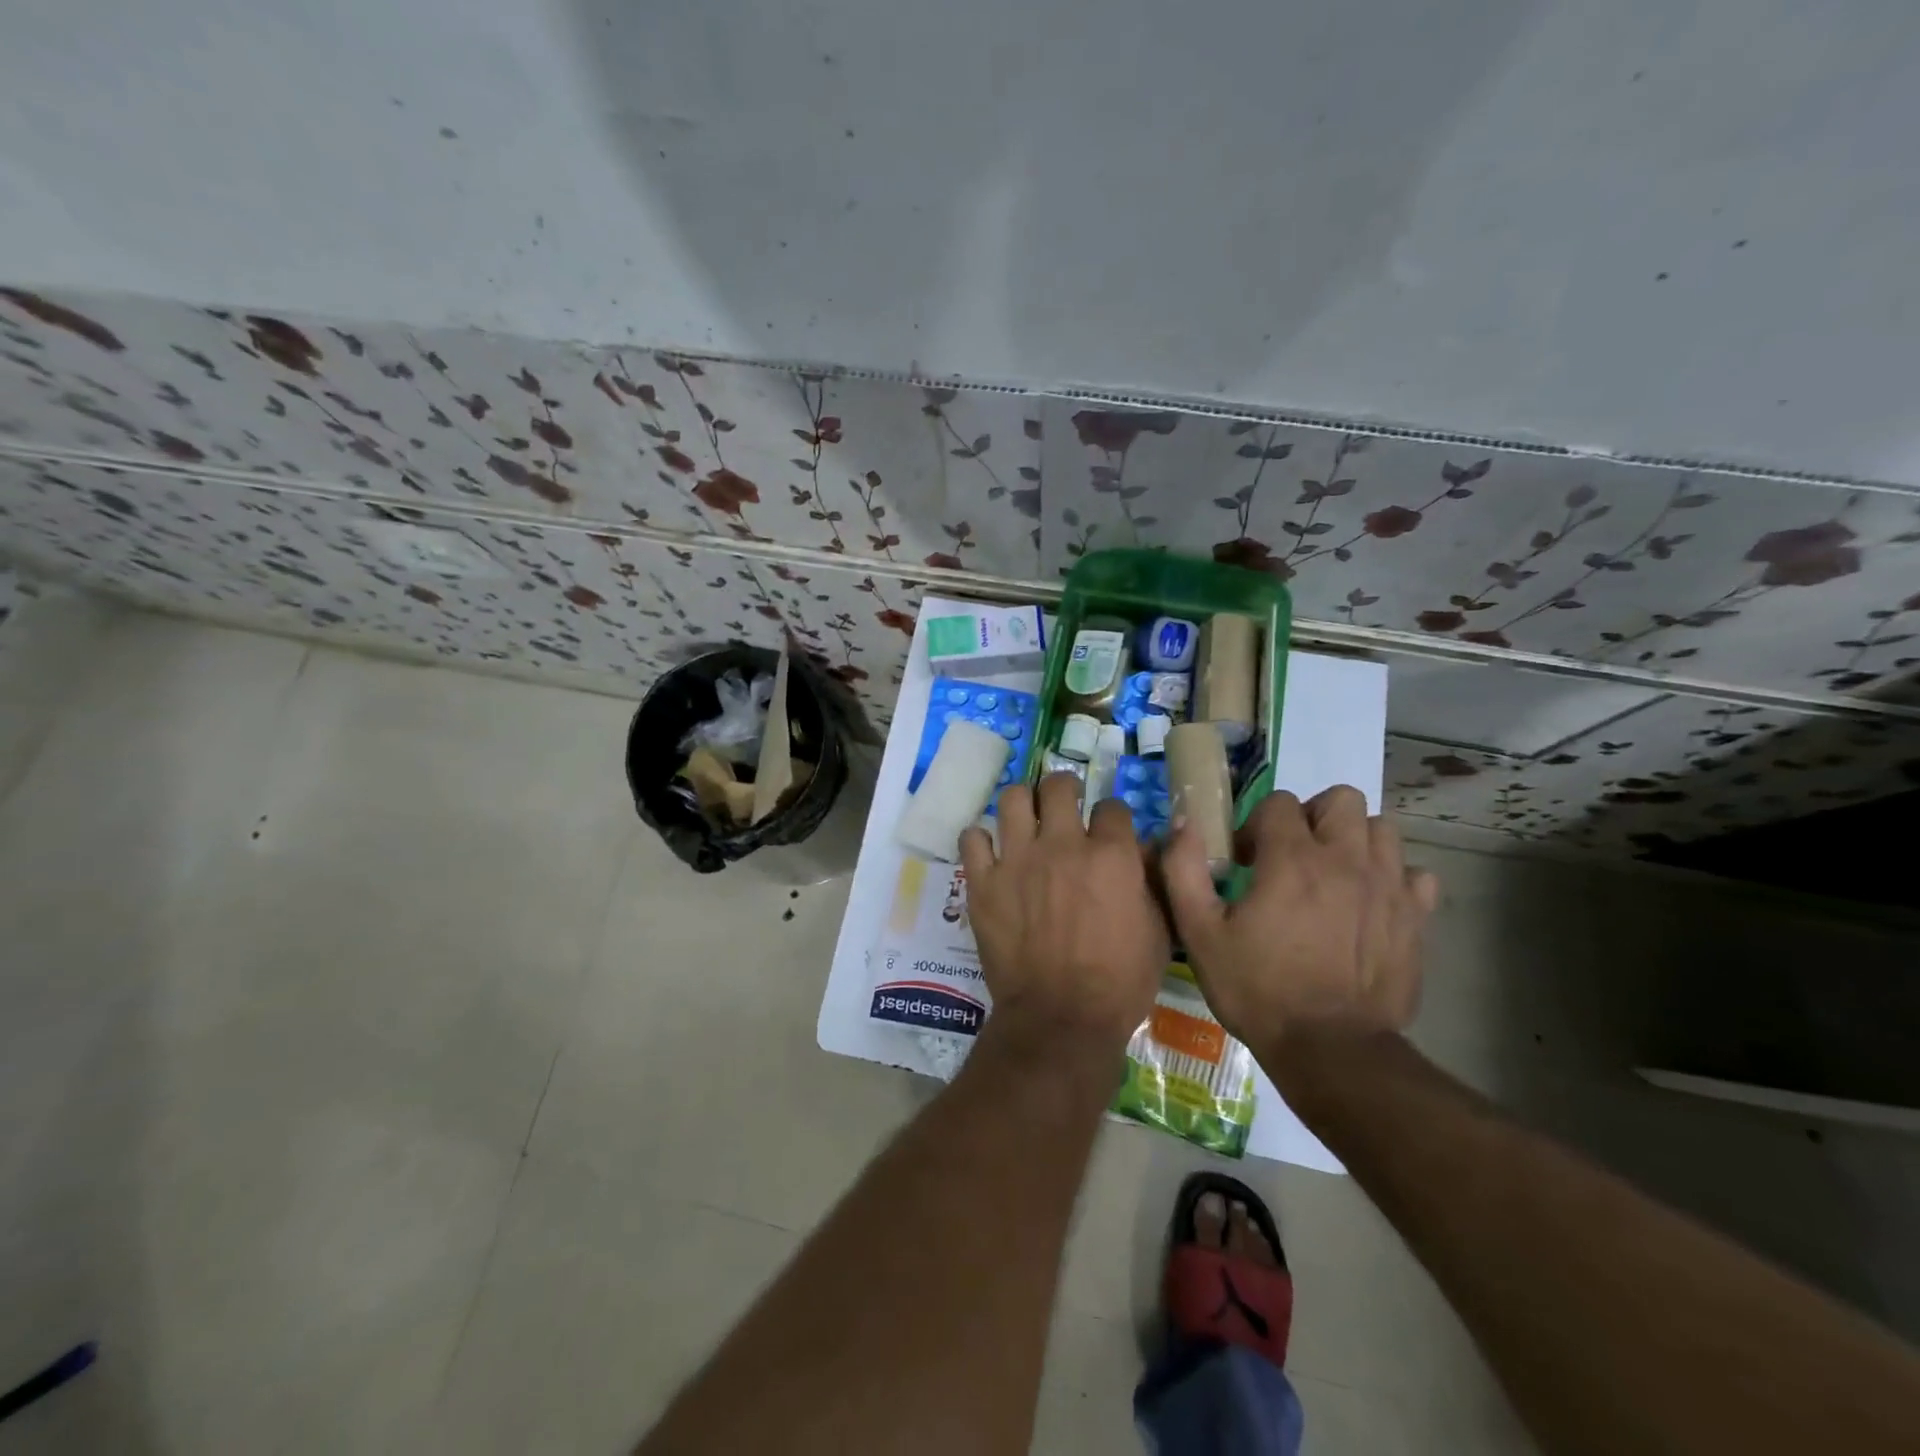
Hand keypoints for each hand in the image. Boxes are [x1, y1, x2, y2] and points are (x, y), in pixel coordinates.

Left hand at [959, 774, 1169, 1053]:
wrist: (1062, 1018)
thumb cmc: (1121, 982)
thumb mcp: (1159, 931)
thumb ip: (1153, 880)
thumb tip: (1146, 847)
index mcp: (1110, 854)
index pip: (1111, 806)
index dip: (1112, 815)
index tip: (1108, 828)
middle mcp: (1062, 845)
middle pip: (1057, 786)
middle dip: (1064, 789)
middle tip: (1063, 804)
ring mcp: (1017, 860)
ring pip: (1012, 799)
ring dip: (1021, 803)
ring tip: (1025, 819)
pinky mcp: (983, 882)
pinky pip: (972, 838)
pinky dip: (981, 840)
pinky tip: (990, 852)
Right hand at [1161, 785, 1438, 1047]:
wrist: (1330, 1051)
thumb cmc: (1258, 989)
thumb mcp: (1200, 932)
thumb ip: (1184, 869)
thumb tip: (1184, 822)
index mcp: (1292, 859)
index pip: (1279, 803)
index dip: (1256, 825)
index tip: (1246, 862)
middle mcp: (1346, 860)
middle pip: (1341, 800)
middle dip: (1313, 818)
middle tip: (1293, 856)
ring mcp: (1389, 887)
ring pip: (1382, 829)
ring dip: (1355, 841)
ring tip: (1332, 875)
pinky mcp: (1416, 919)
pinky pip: (1416, 875)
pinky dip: (1394, 879)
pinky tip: (1371, 904)